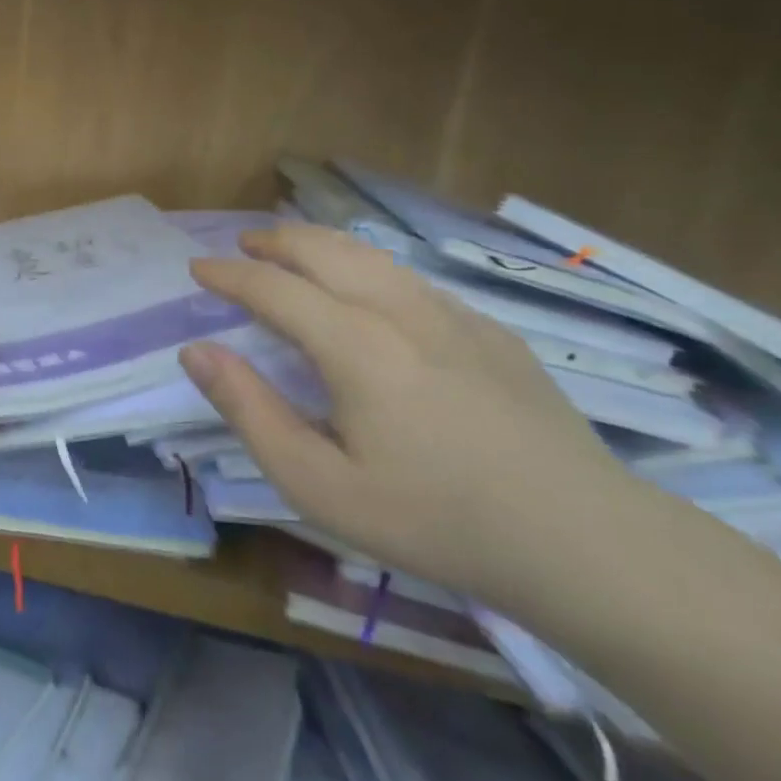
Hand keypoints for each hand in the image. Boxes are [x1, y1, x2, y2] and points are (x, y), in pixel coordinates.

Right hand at [181, 224, 632, 607]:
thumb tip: (196, 351)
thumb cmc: (435, 519)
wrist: (583, 541)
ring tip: (295, 249)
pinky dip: (367, 266)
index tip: (198, 268)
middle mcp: (397, 308)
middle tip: (243, 244)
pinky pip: (410, 279)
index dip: (229, 273)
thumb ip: (250, 411)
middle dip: (274, 239)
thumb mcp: (319, 485)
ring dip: (320, 242)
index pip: (272, 286)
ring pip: (369, 254)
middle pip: (322, 248)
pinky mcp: (488, 330)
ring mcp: (450, 314)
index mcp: (353, 343)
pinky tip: (369, 291)